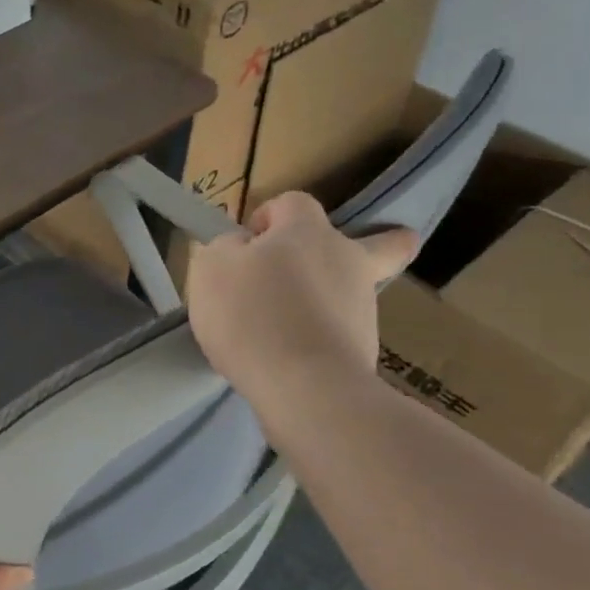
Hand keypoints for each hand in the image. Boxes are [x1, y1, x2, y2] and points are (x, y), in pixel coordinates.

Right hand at [188, 191, 418, 401]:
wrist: (304, 386)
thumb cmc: (251, 313)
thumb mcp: (212, 268)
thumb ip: (225, 248)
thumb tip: (241, 248)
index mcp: (308, 232)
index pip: (294, 202)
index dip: (268, 215)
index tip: (246, 245)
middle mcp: (346, 261)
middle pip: (375, 244)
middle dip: (378, 243)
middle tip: (353, 259)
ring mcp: (363, 308)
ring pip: (351, 293)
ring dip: (327, 300)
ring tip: (278, 328)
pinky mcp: (365, 351)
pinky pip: (340, 335)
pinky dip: (320, 340)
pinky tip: (285, 357)